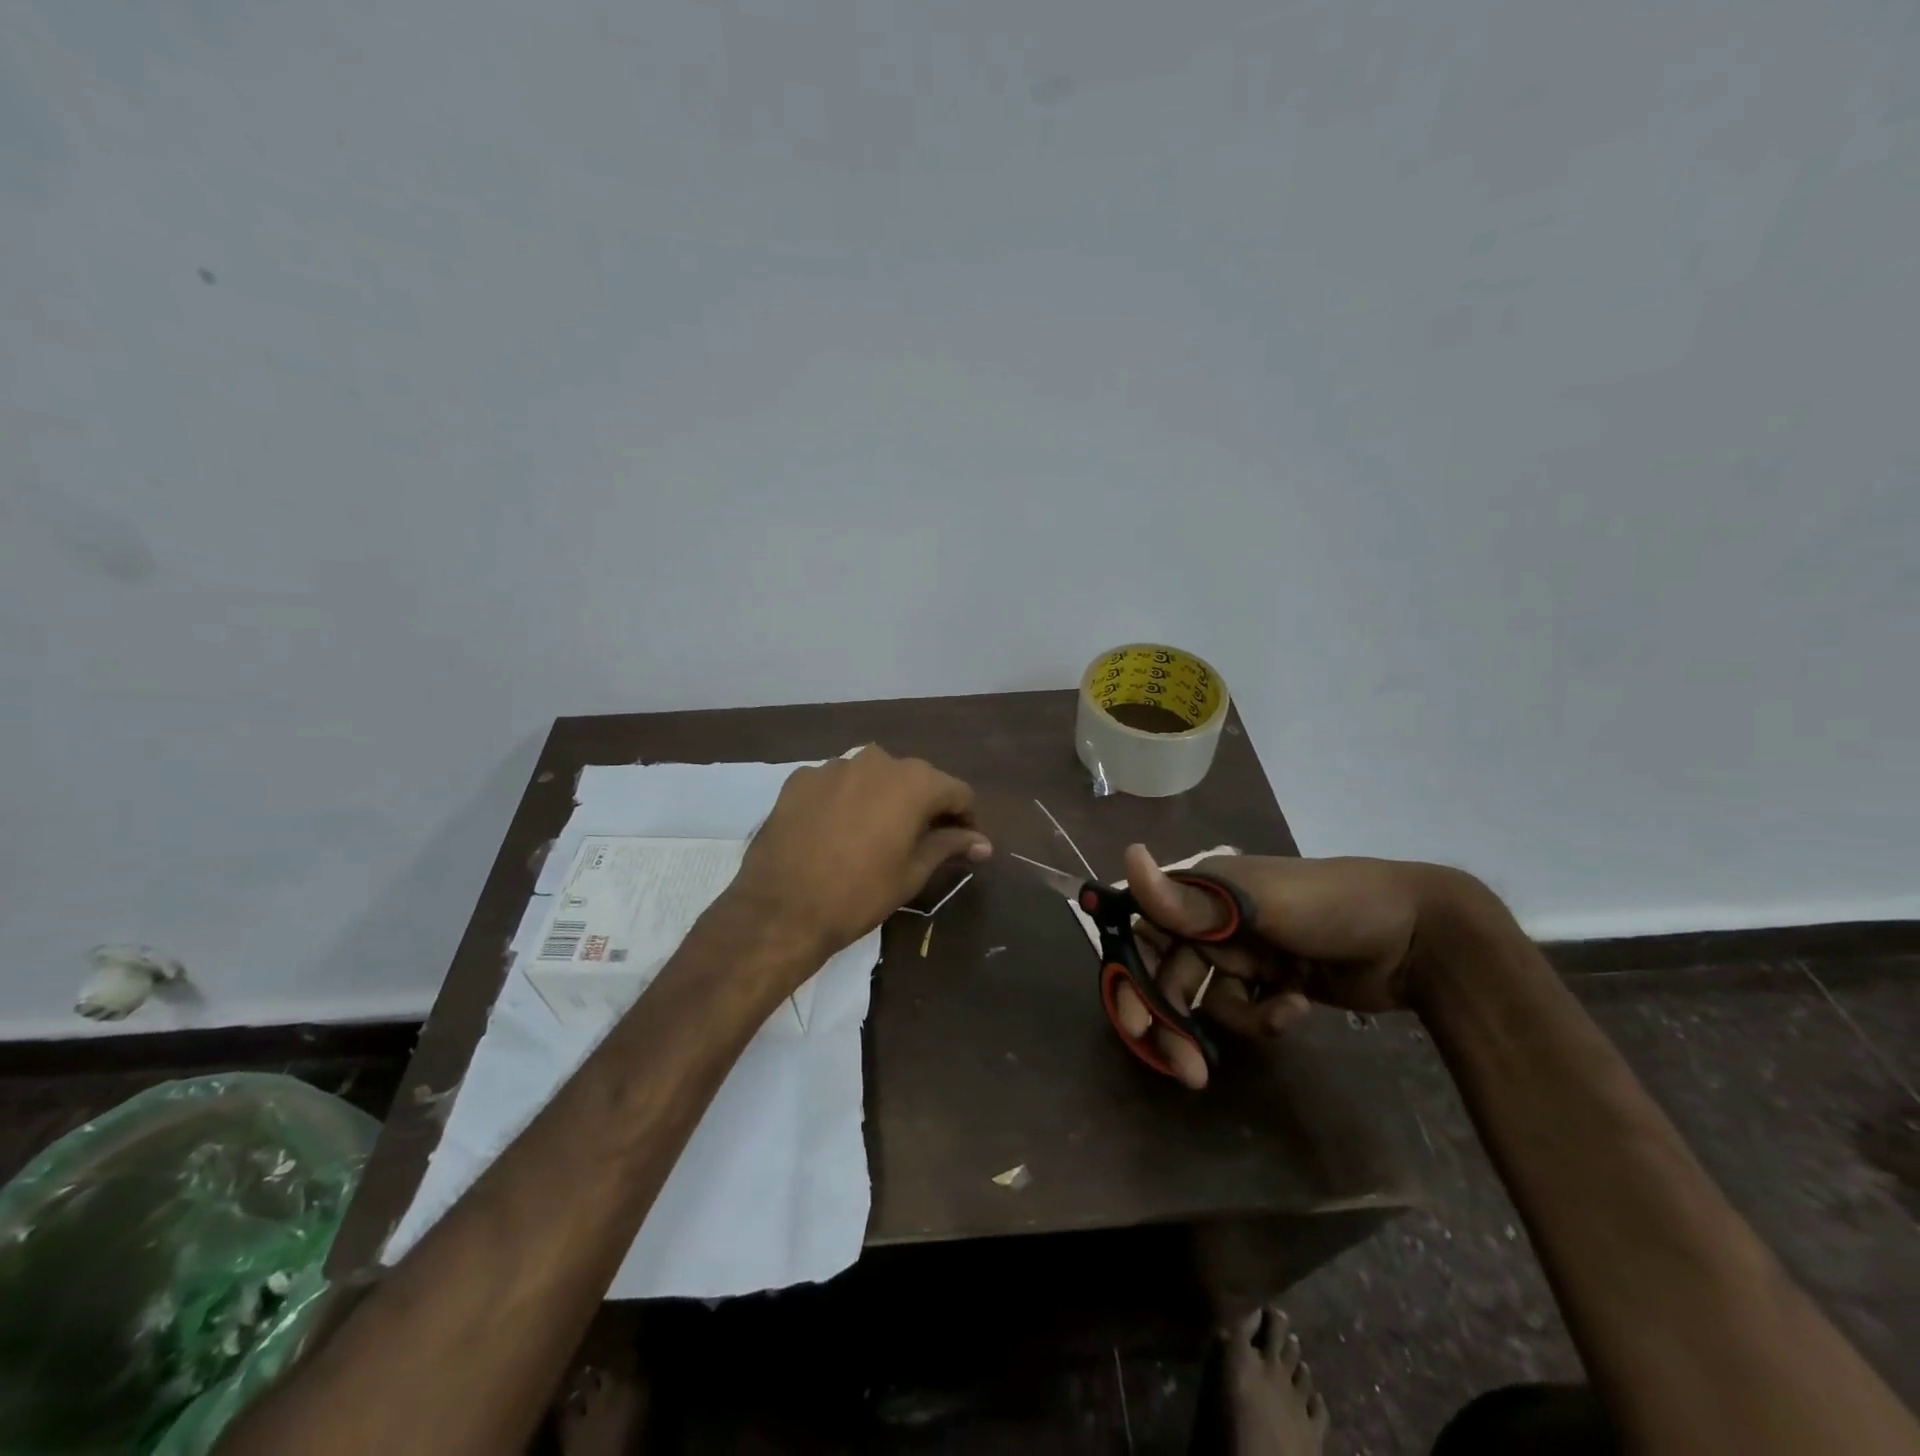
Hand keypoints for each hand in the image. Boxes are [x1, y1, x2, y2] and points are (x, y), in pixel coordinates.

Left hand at [722, 746, 991, 966]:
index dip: (966, 818)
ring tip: (875, 835)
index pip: (957, 791)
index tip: (965, 843)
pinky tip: (836, 831)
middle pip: (915, 779)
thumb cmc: (859, 893)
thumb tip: (983, 843)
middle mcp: (877, 761)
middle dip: (924, 806)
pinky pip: (836, 784)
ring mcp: (834, 766)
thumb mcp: (913, 872)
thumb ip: (950, 846)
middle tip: (922, 841)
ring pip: (873, 778)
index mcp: (914, 781)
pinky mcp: (800, 778)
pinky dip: (845, 800)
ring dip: (883, 799)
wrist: (781, 908)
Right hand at [1114, 844, 1497, 1087]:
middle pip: (1169, 976)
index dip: (1131, 976)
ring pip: (1207, 1000)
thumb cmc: (1329, 903)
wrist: (1417, 934)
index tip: (1134, 1023)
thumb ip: (1191, 899)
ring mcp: (1243, 954)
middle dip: (1172, 1021)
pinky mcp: (1271, 983)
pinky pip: (1245, 1010)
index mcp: (1201, 891)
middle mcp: (1212, 921)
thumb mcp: (1258, 902)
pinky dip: (1264, 1018)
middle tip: (1183, 1068)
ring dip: (1226, 1025)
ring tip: (1267, 1029)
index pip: (1145, 934)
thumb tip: (1129, 858)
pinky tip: (1296, 1009)